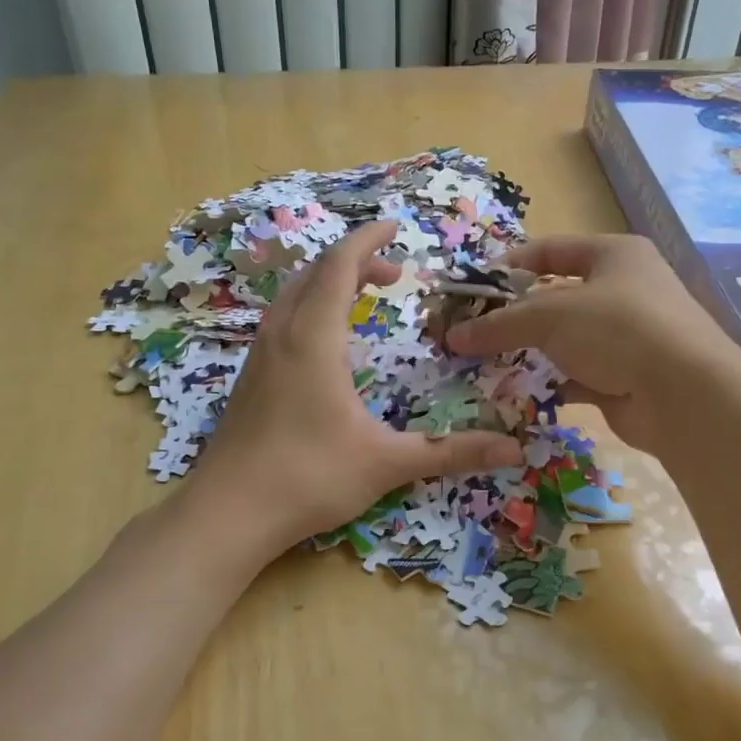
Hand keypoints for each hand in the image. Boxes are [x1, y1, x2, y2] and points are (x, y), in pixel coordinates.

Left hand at [185, 220, 523, 557]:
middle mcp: (281, 335)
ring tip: (364, 298)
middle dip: (355, 262)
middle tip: (394, 274)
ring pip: (293, 295)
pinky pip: (281, 319)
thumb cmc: (308, 478)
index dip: (368, 240)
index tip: (396, 227)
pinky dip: (310, 308)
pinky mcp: (248, 378)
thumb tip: (515, 451)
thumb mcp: (386, 463)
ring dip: (329, 283)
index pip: (340, 265)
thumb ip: (450, 452)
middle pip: (315, 273)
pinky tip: (327, 344)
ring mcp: (258, 356)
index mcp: (313, 338)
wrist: (226, 513)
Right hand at [445, 234, 740, 453]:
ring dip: (528, 351)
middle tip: (472, 329)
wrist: (684, 396)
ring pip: (565, 339)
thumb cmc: (618, 329)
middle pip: (556, 296)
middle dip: (514, 314)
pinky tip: (517, 391)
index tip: (473, 286)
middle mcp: (623, 290)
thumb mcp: (551, 315)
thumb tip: (453, 335)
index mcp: (614, 255)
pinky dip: (549, 381)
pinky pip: (576, 374)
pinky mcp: (624, 377)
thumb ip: (500, 323)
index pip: (551, 250)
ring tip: (485, 362)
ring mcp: (627, 336)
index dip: (510, 264)